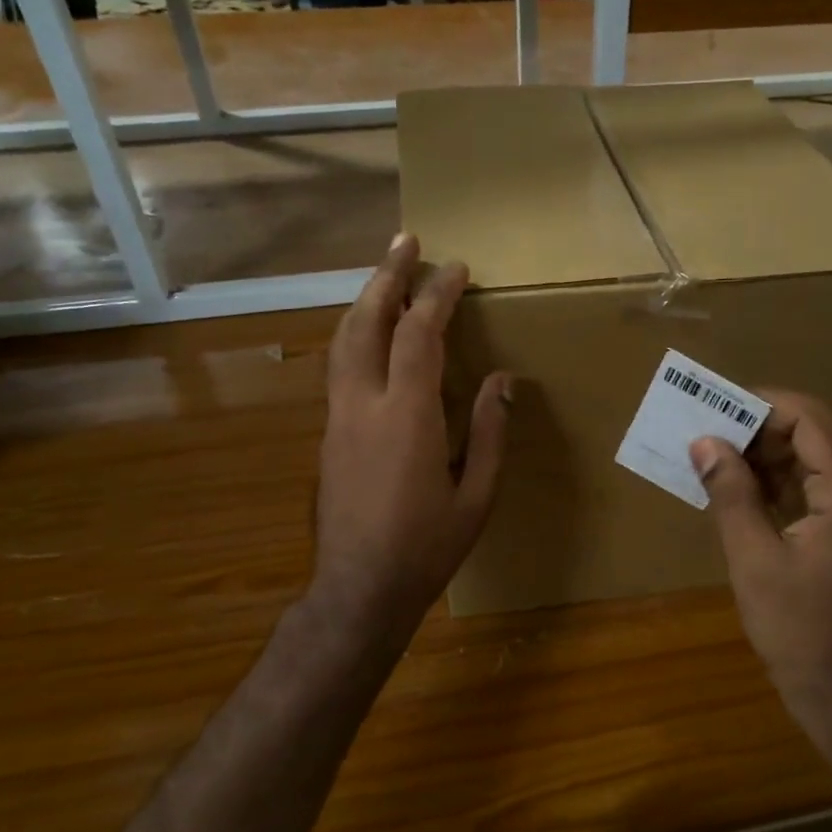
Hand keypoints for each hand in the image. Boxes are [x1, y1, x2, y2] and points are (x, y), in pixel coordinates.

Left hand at [311, 234, 509, 653]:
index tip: (456, 268)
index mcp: (407, 415)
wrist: (358, 590)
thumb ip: (491, 431)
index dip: (436, 294)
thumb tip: (502, 379)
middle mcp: (364, 404)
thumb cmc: (427, 547)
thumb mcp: (477, 495)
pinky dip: (355, 333)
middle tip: (405, 241)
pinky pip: (339, 365)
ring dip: (364, 300)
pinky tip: (370, 332)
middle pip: (366, 322)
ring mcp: (338, 417)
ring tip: (385, 274)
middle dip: (387, 276)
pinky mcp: (328, 433)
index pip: (419, 334)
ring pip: (342, 340)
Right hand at [689, 392, 831, 749]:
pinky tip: (737, 494)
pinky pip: (812, 489)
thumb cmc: (802, 632)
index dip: (761, 404)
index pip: (809, 417)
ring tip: (713, 460)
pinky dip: (775, 482)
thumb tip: (705, 441)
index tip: (713, 409)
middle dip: (757, 427)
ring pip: (810, 460)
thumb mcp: (756, 560)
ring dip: (763, 455)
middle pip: (812, 433)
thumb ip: (732, 494)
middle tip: (705, 435)